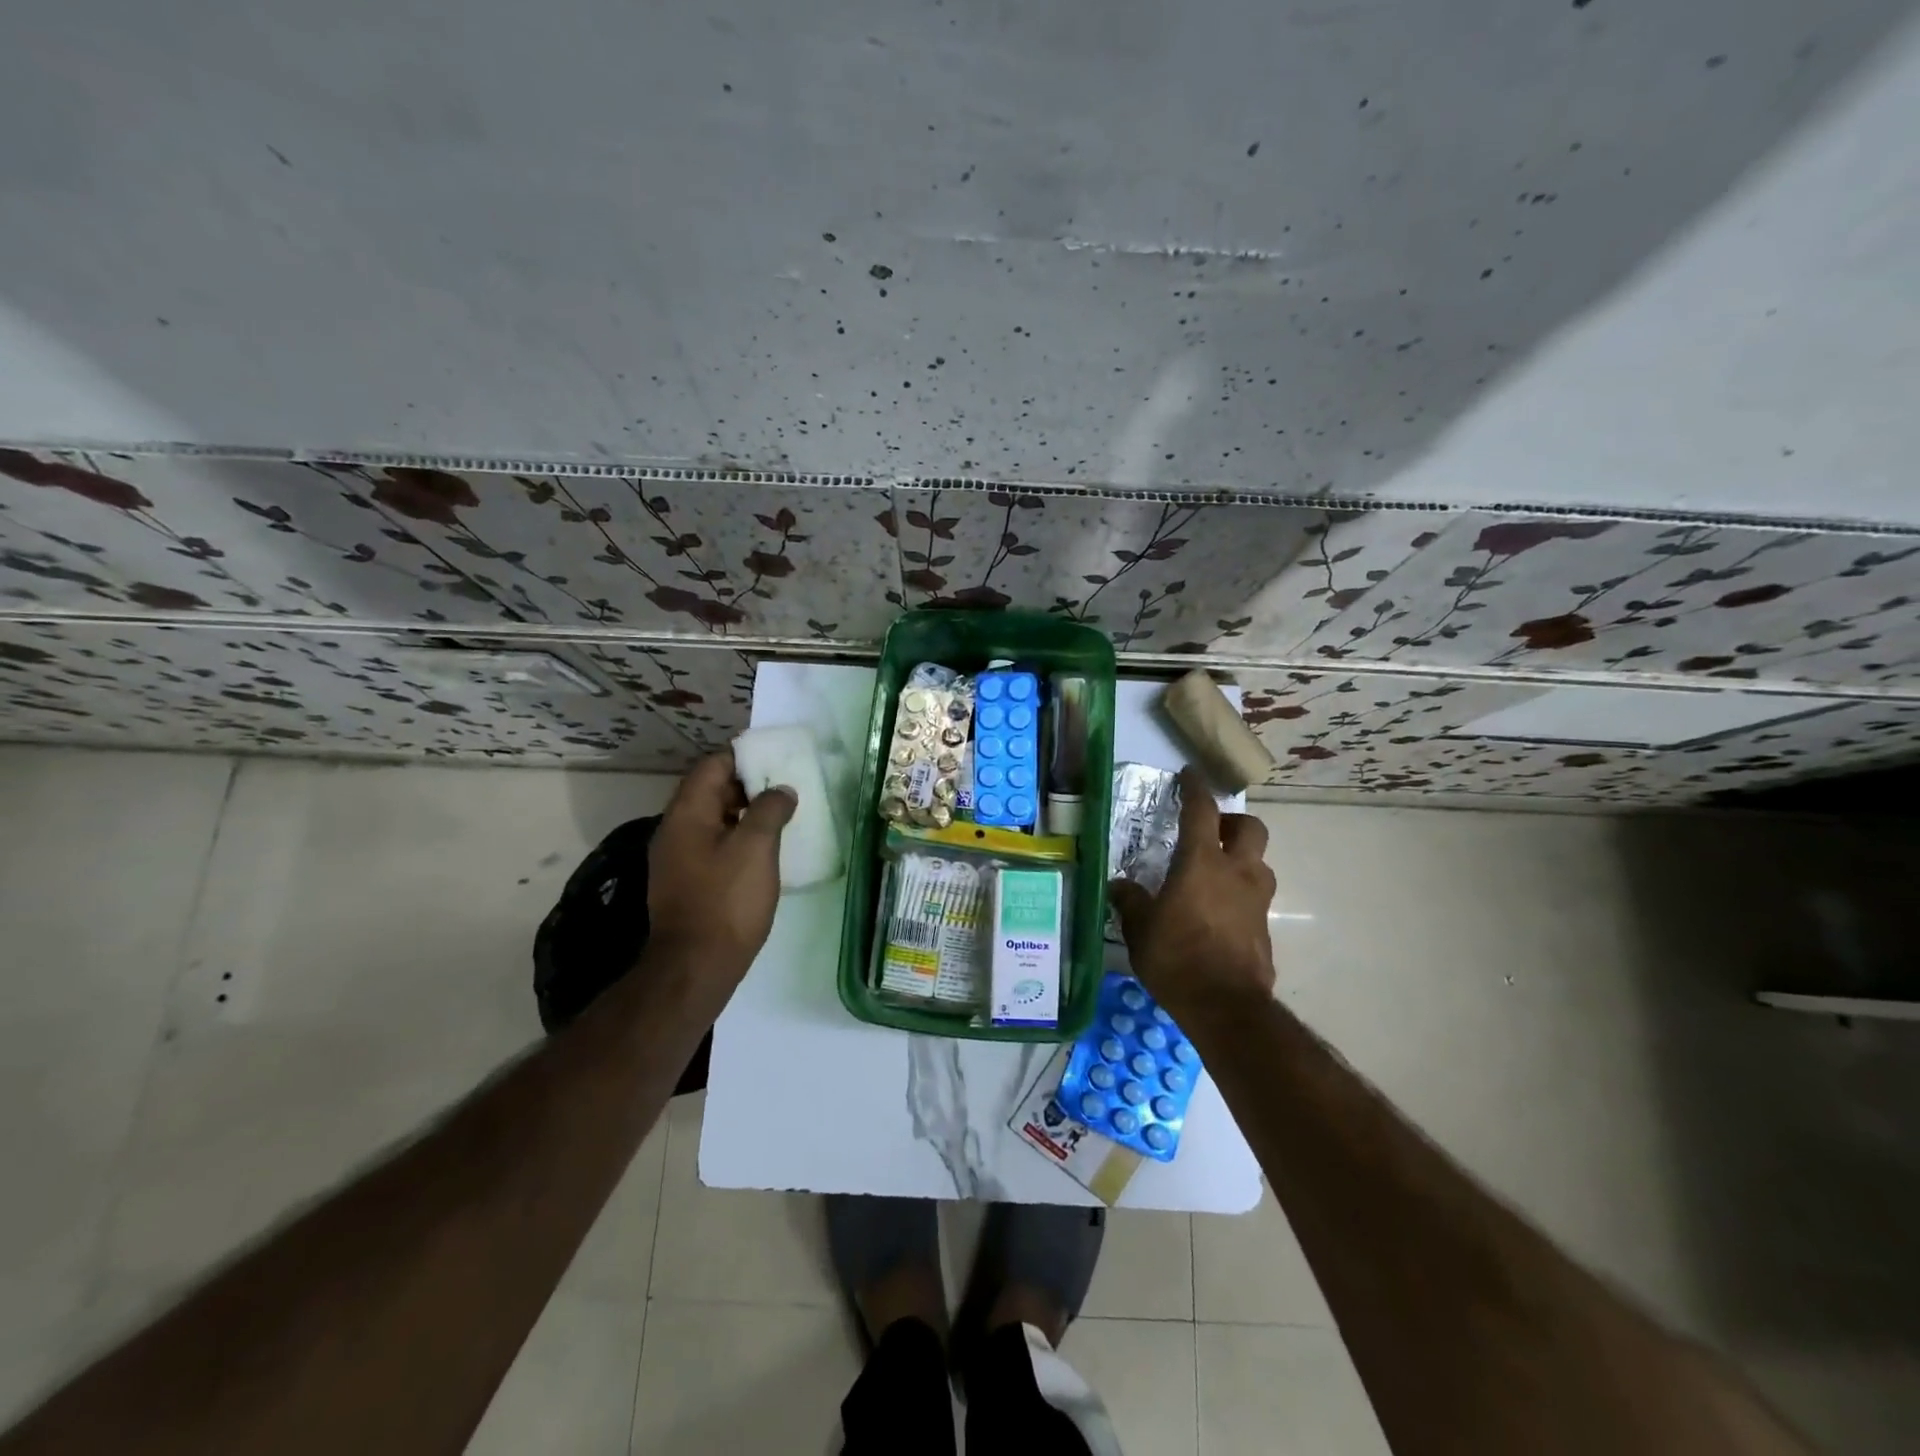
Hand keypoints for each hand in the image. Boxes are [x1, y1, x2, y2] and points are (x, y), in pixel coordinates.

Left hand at [647, 752, 796, 983]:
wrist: (695, 966)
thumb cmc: (727, 900)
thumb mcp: (757, 848)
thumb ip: (770, 810)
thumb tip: (781, 790)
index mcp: (687, 813)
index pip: (712, 766)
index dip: (743, 757)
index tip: (776, 760)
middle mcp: (675, 829)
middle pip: (710, 791)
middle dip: (747, 785)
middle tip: (784, 787)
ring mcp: (677, 857)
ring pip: (712, 819)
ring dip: (743, 813)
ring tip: (780, 816)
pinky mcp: (686, 882)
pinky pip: (712, 844)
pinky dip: (736, 837)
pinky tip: (763, 850)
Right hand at [1109, 767, 1276, 1016]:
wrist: (1226, 1007)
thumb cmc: (1177, 957)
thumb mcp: (1139, 929)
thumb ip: (1131, 901)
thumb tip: (1119, 886)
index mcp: (1202, 862)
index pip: (1201, 811)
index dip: (1195, 789)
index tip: (1190, 775)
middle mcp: (1237, 873)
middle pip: (1251, 829)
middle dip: (1233, 824)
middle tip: (1212, 834)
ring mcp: (1256, 901)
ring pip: (1260, 864)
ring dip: (1242, 860)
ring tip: (1216, 875)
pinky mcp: (1265, 929)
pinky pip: (1256, 899)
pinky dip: (1241, 896)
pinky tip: (1219, 915)